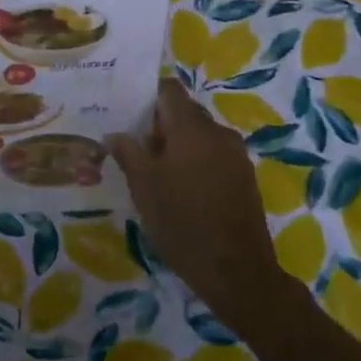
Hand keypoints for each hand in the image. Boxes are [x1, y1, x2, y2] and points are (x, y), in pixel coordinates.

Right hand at [108, 78, 296, 335]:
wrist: (237, 271)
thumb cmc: (182, 223)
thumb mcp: (144, 188)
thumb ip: (128, 153)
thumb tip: (115, 133)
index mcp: (192, 127)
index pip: (169, 90)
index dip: (147, 96)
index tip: (127, 113)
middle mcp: (218, 132)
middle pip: (185, 112)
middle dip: (159, 124)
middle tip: (133, 146)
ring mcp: (236, 154)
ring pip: (200, 135)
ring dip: (178, 145)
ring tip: (154, 170)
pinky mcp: (245, 177)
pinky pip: (214, 155)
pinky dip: (196, 161)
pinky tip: (181, 188)